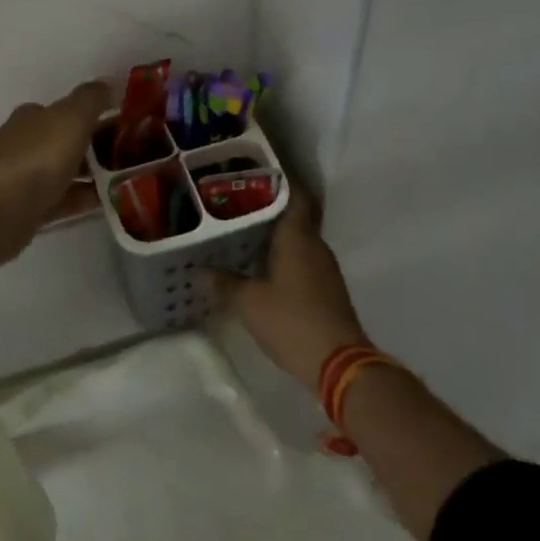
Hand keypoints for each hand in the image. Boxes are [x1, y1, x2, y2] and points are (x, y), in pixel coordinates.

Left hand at [0, 80, 114, 223]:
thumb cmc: (40, 156)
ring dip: (87, 174)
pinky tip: (102, 203)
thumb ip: (92, 98)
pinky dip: (79, 198)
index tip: (118, 123)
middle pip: (60, 141)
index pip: (60, 110)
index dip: (89, 114)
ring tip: (120, 180)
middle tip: (125, 155)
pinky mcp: (21, 208)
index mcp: (28, 117)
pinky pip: (57, 199)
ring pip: (59, 172)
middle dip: (90, 146)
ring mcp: (17, 177)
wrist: (4, 210)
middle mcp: (18, 143)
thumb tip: (106, 84)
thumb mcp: (73, 117)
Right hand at [214, 193, 371, 391]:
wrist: (340, 365)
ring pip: (297, 241)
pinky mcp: (327, 290)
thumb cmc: (292, 321)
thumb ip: (224, 283)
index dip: (279, 181)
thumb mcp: (248, 302)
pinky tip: (260, 269)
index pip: (295, 195)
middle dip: (267, 210)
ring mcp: (325, 269)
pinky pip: (302, 262)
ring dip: (274, 237)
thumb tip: (200, 270)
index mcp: (298, 237)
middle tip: (234, 206)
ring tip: (241, 235)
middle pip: (293, 217)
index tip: (255, 175)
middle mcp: (315, 246)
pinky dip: (282, 259)